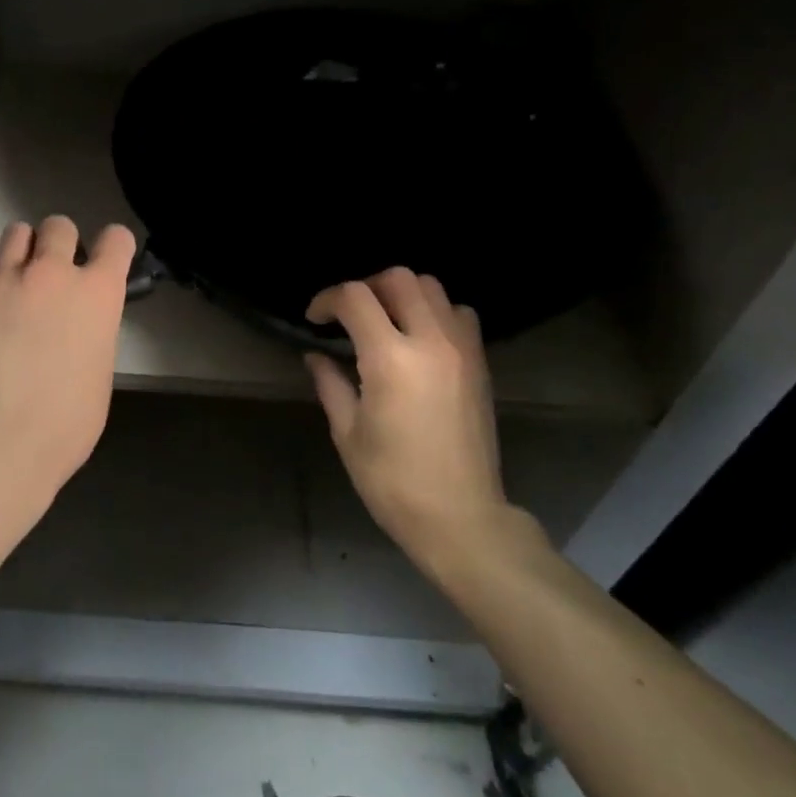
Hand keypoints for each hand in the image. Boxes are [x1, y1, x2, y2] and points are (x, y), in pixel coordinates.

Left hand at [0, 216, 135, 509]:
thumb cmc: (66, 421)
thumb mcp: (100, 368)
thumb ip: (93, 328)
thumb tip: (78, 322)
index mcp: (98, 292)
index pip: (116, 239)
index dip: (114, 247)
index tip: (106, 261)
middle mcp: (54, 273)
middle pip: (60, 225)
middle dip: (60, 242)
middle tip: (54, 273)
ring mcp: (7, 280)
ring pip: (16, 231)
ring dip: (22, 250)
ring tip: (18, 280)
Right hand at [305, 269, 513, 575]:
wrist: (462, 518)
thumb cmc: (394, 482)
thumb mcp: (349, 434)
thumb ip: (330, 384)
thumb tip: (315, 355)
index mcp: (390, 359)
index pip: (355, 298)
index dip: (327, 299)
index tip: (315, 319)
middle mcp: (430, 341)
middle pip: (398, 278)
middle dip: (366, 286)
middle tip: (349, 314)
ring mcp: (461, 349)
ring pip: (432, 287)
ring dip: (402, 293)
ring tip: (385, 320)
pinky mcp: (480, 363)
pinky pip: (459, 313)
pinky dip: (436, 311)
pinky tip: (420, 338)